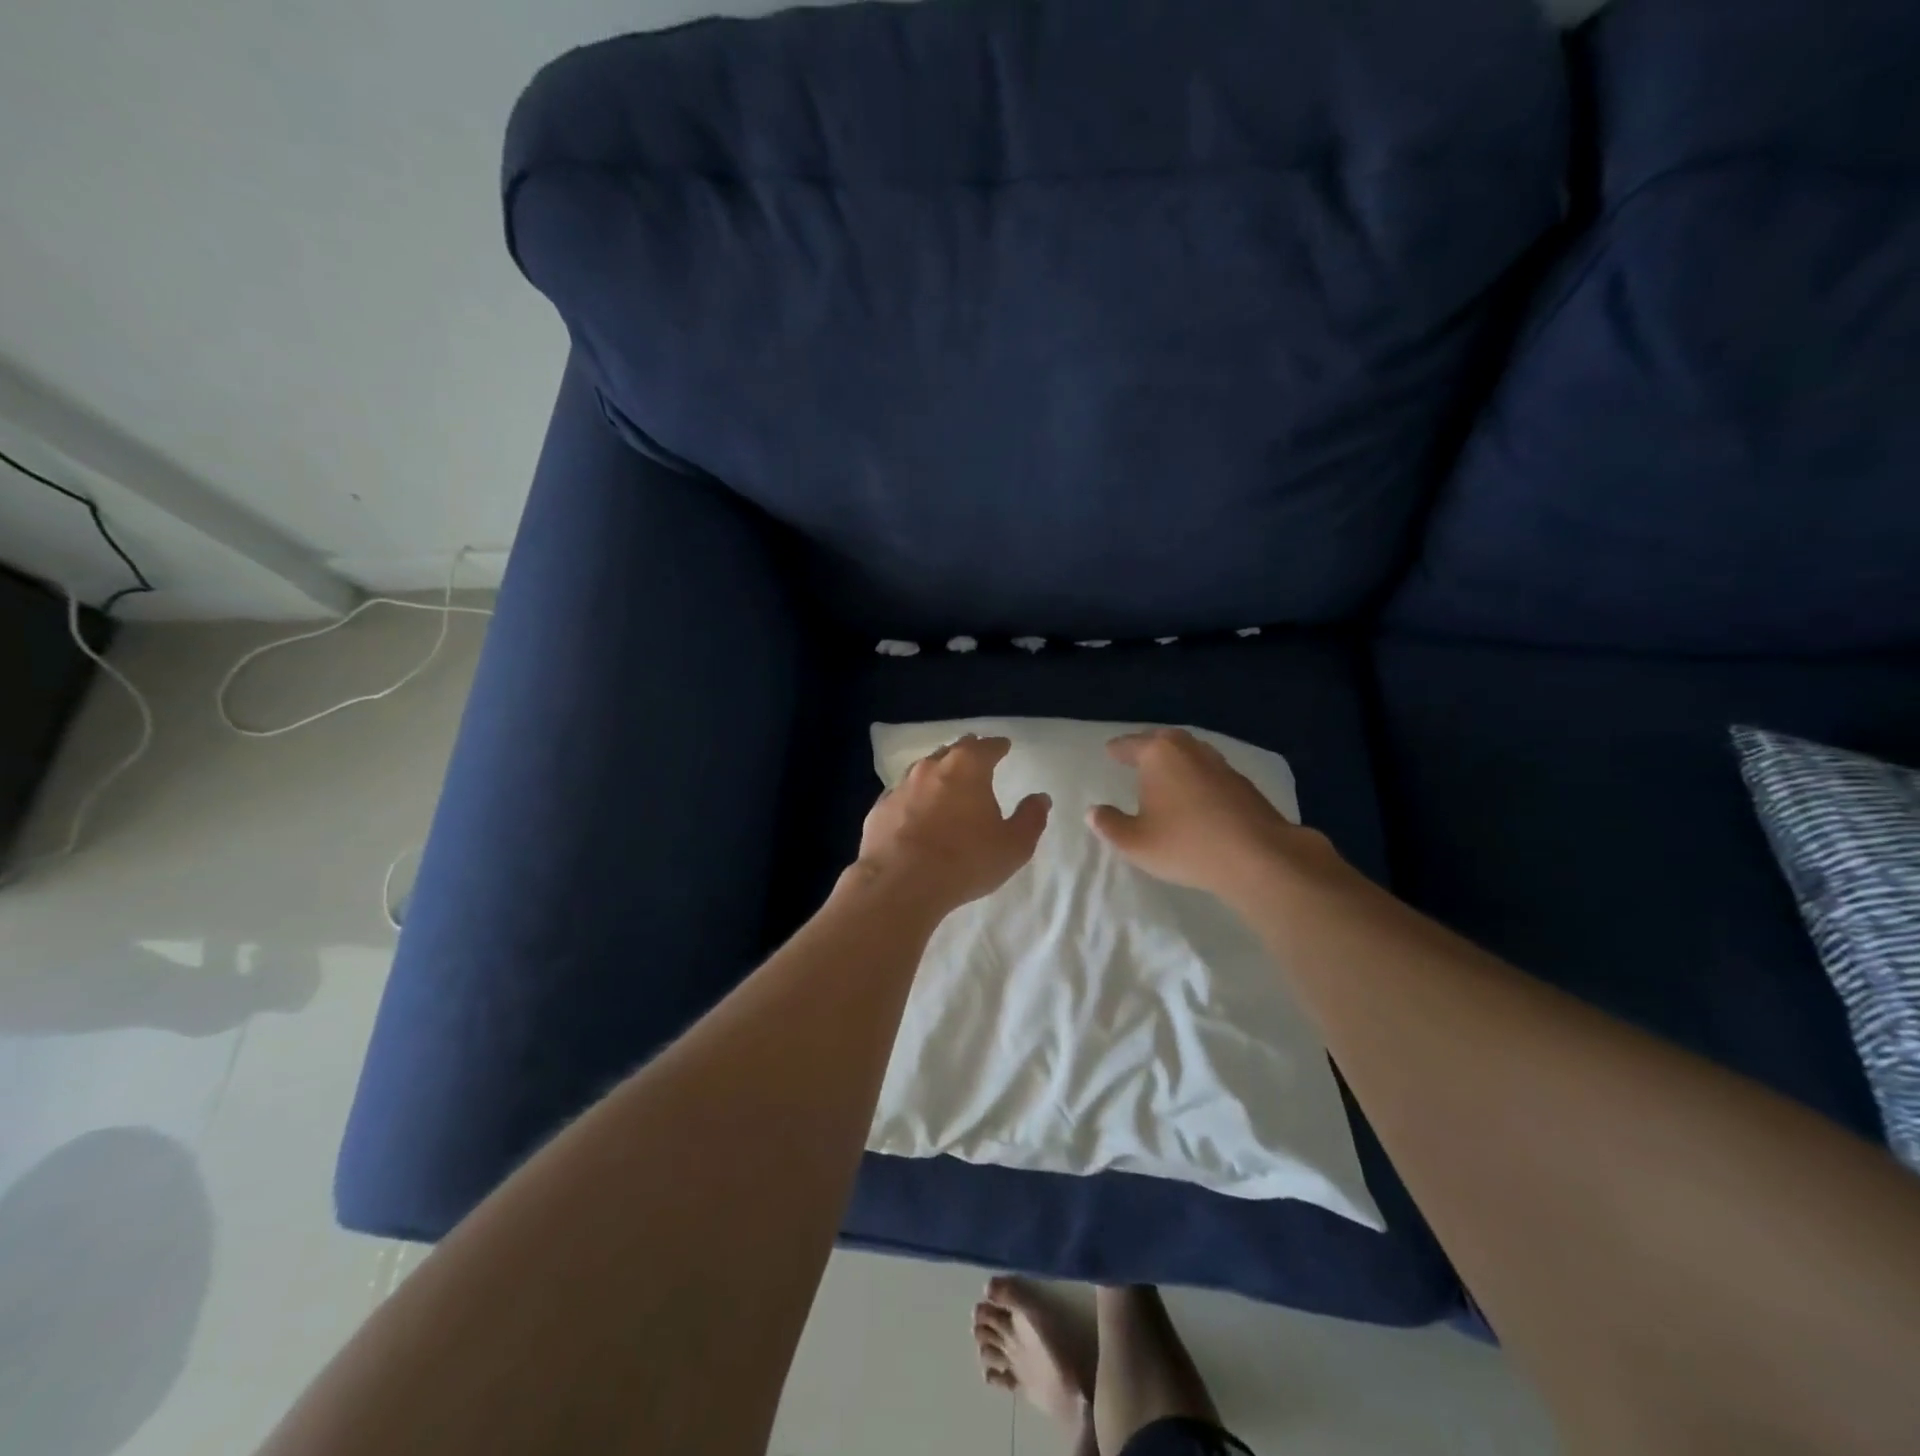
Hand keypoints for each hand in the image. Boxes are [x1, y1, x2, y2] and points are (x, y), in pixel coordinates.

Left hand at [851, 735, 1050, 914]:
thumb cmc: (965, 860)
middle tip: (975, 756)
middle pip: (952, 750)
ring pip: (923, 769)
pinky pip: (902, 795)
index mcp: (968, 767)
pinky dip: (913, 797)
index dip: (998, 746)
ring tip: (946, 781)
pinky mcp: (880, 809)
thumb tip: (1040, 798)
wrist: (900, 883)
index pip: (987, 746)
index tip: (1003, 746)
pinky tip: (915, 810)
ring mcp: (901, 786)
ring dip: (937, 772)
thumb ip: (1030, 819)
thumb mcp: (1013, 846)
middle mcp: (932, 767)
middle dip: (966, 751)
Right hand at [1088, 728, 1344, 905]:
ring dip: (1175, 760)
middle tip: (1135, 756)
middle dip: (1147, 746)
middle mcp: (1189, 749)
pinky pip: (1209, 771)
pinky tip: (1195, 794)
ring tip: (1164, 774)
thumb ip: (1109, 825)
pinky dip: (1196, 776)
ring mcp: (1220, 763)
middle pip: (1163, 740)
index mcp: (1159, 753)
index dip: (1117, 749)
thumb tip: (1093, 811)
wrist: (1258, 856)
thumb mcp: (1135, 842)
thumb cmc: (1186, 844)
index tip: (1109, 751)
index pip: (1130, 744)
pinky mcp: (1242, 783)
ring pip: (1190, 753)